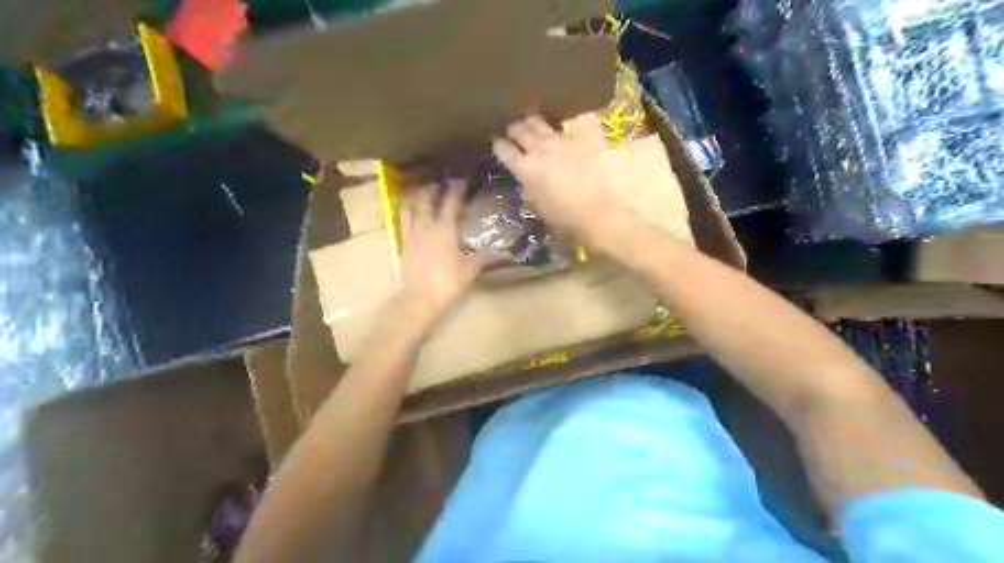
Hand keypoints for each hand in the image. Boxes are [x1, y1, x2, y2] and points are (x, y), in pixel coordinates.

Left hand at [399, 179, 495, 323]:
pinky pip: (403, 220)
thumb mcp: (470, 270)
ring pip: (411, 207)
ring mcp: (412, 234)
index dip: (456, 190)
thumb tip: (508, 252)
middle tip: (441, 182)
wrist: (420, 298)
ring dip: (417, 196)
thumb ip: (486, 257)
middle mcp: (426, 226)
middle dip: (433, 187)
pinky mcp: (403, 243)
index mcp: (445, 230)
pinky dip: (407, 210)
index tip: (462, 181)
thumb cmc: (448, 283)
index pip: (450, 203)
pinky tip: (410, 209)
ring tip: (423, 190)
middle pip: (426, 199)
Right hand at [491, 115, 624, 242]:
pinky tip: (573, 121)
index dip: (499, 144)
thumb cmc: (565, 220)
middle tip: (515, 131)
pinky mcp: (585, 136)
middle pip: (520, 130)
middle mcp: (540, 149)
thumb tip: (526, 176)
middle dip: (514, 129)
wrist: (598, 213)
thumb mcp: (537, 206)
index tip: (498, 143)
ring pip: (540, 121)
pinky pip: (578, 119)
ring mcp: (562, 140)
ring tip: (535, 123)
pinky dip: (574, 119)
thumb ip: (528, 186)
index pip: (503, 149)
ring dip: (535, 122)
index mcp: (525, 169)